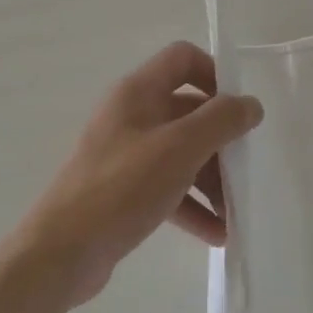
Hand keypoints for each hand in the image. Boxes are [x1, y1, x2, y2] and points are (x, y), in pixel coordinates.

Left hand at [20, 42, 262, 305]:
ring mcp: (127, 155)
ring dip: (212, 179)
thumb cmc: (122, 187)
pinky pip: (169, 187)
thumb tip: (251, 105)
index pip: (183, 59)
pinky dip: (193, 206)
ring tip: (235, 211)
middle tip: (245, 168)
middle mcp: (132, 116)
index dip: (215, 74)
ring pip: (182, 153)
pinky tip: (217, 234)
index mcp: (138, 93)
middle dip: (221, 140)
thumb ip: (222, 120)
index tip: (238, 109)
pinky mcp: (125, 191)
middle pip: (189, 112)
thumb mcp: (180, 148)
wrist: (61, 253)